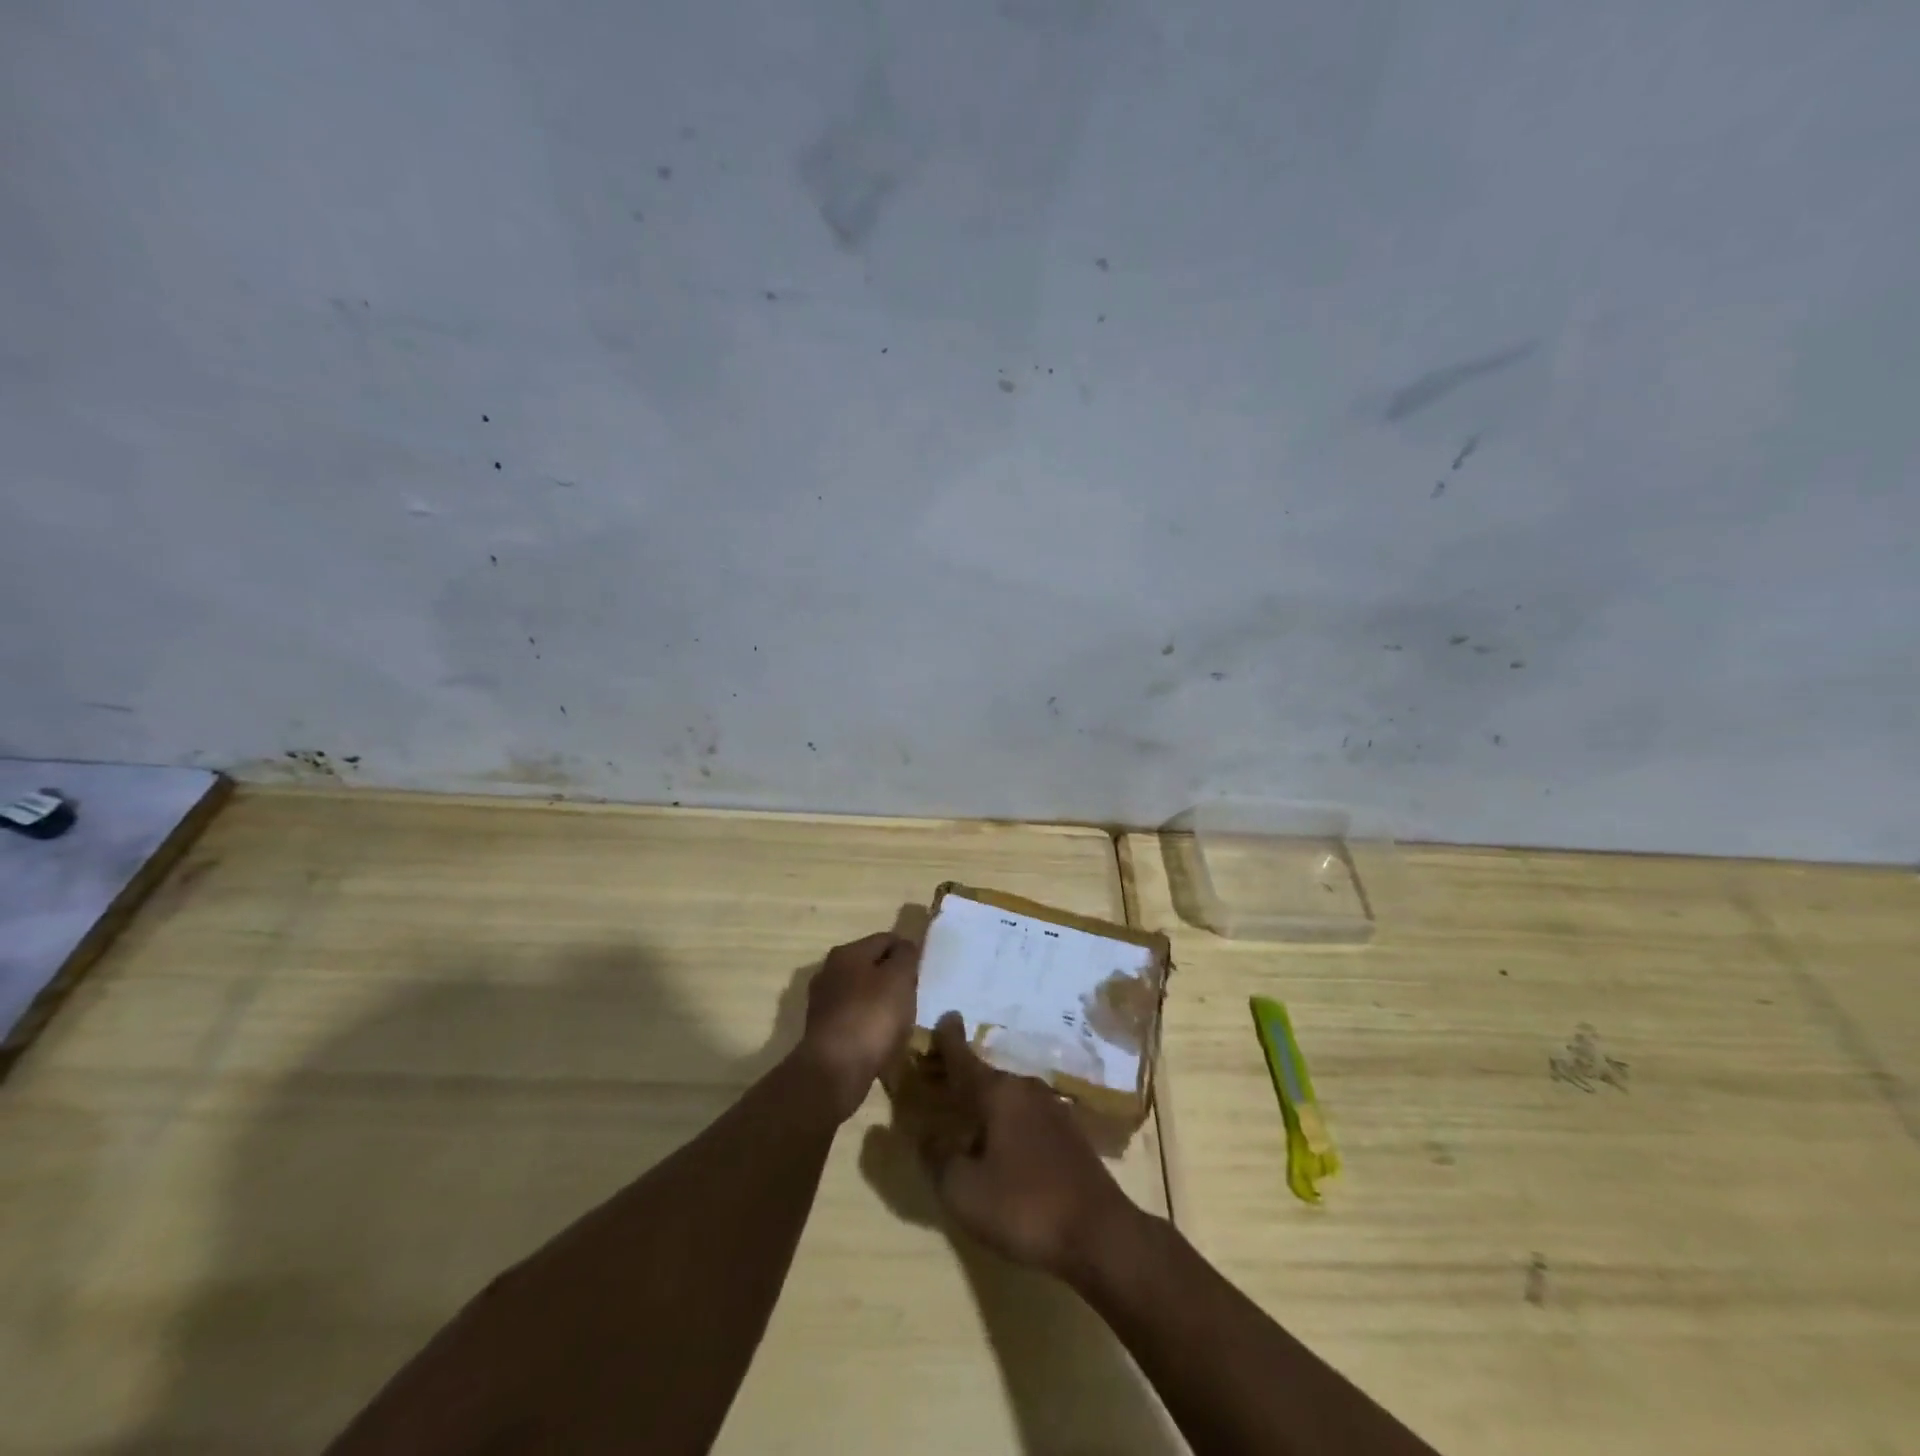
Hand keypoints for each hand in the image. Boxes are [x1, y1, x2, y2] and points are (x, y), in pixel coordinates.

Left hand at [799, 931, 920, 1120]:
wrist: (835, 1071)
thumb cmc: (872, 1017)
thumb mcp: (899, 978)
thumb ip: (906, 956)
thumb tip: (905, 946)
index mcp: (847, 952)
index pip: (886, 939)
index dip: (907, 951)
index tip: (922, 973)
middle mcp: (829, 971)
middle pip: (871, 965)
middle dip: (893, 977)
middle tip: (913, 997)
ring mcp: (823, 1001)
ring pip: (862, 992)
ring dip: (880, 1002)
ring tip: (900, 1021)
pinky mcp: (822, 1030)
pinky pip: (853, 1017)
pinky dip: (868, 1023)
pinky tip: (880, 1039)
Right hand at [914, 1012, 1135, 1276]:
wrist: (1100, 1234)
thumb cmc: (1024, 1207)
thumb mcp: (964, 1191)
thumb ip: (938, 1158)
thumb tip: (926, 1134)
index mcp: (998, 1093)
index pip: (964, 1057)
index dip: (949, 1038)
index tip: (944, 1015)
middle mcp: (1025, 1089)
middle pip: (986, 1076)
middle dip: (963, 1078)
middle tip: (940, 1082)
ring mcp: (1052, 1109)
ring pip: (1008, 1097)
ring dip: (986, 1102)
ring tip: (967, 1117)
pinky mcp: (1069, 1133)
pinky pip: (1026, 1115)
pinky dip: (1008, 1120)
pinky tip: (1002, 1145)